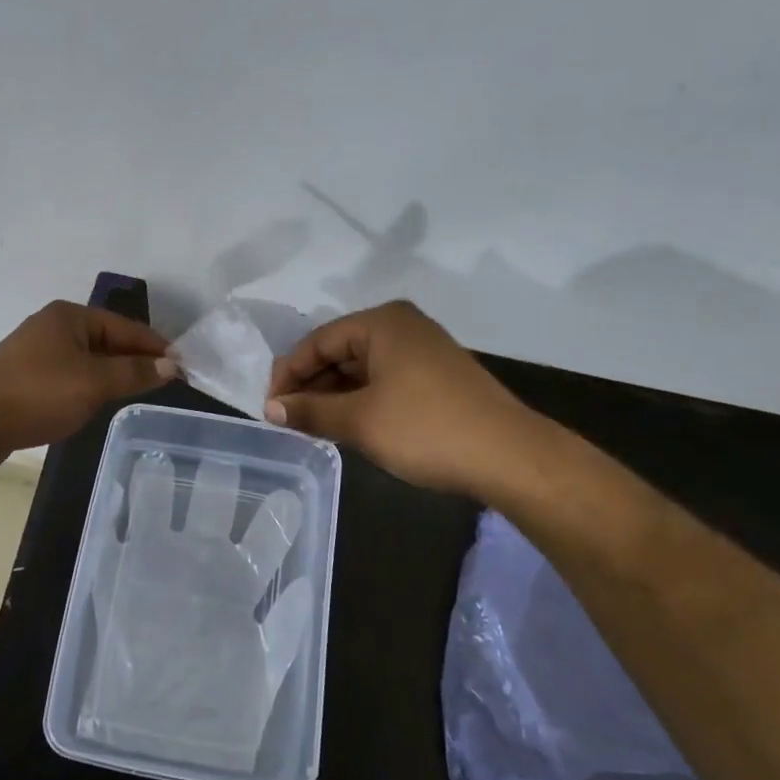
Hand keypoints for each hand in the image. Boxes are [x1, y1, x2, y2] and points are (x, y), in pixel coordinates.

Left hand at [0, 302, 175, 468]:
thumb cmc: (37, 393)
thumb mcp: (94, 383)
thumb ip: (134, 373)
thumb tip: (170, 365)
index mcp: (70, 317)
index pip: (125, 327)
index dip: (155, 346)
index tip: (182, 365)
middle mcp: (54, 328)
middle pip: (106, 342)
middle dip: (134, 360)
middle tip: (165, 382)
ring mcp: (36, 353)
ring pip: (87, 362)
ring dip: (111, 376)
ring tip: (139, 393)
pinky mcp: (25, 379)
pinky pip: (69, 378)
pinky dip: (88, 387)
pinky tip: (97, 404)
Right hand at [264, 301, 535, 494]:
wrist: (509, 456)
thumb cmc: (426, 429)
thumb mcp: (359, 421)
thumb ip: (311, 411)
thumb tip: (272, 410)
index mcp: (382, 323)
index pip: (318, 341)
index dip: (288, 374)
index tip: (269, 407)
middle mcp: (402, 327)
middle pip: (340, 351)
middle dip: (311, 384)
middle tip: (287, 419)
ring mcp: (423, 351)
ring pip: (362, 368)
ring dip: (334, 395)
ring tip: (312, 426)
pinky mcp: (437, 376)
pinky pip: (384, 380)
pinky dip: (361, 400)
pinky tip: (348, 425)